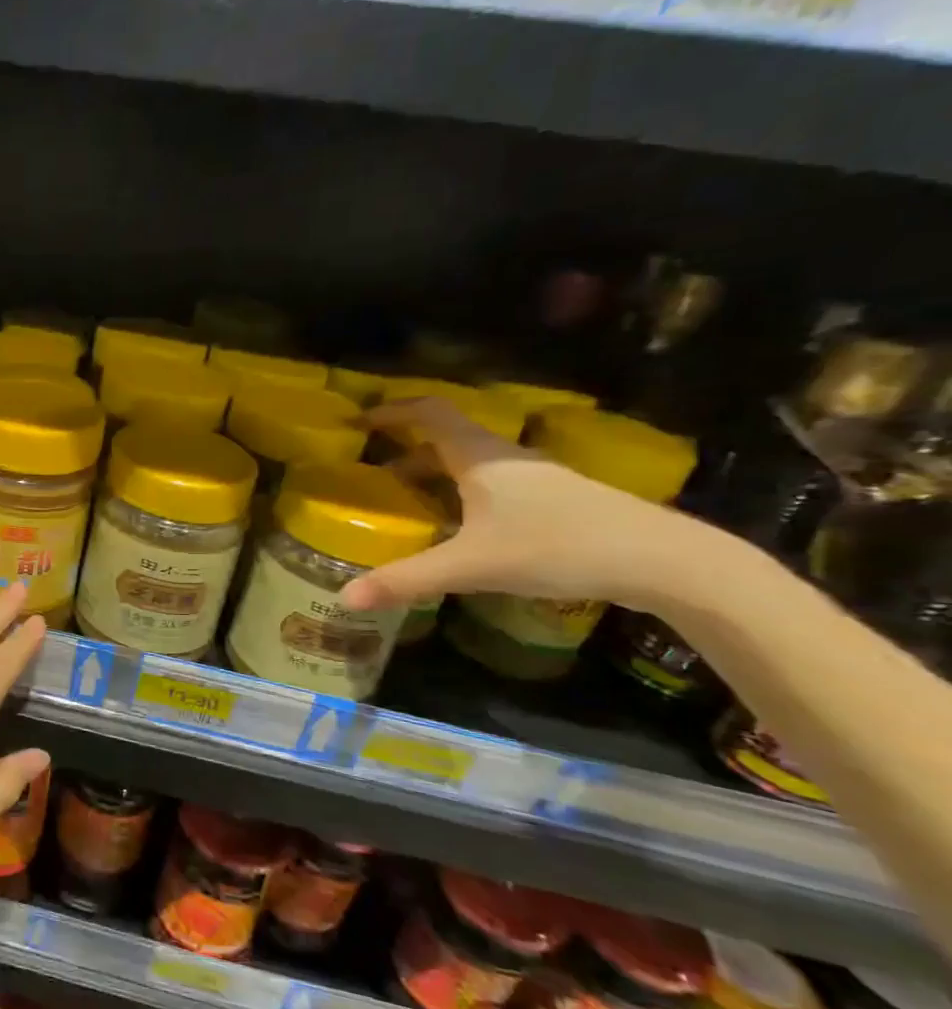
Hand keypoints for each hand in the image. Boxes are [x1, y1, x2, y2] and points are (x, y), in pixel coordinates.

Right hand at [340, 399, 696, 614]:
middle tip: (372, 472)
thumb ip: (407, 580)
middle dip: (406, 450)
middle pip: (447, 438)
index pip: (429, 413)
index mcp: (479, 457)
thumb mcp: (471, 566)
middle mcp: (505, 457)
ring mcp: (536, 478)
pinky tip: (462, 528)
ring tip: (409, 501)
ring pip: (472, 463)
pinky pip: (494, 484)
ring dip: (436, 474)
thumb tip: (344, 597)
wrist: (663, 560)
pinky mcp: (557, 500)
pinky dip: (463, 493)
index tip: (361, 423)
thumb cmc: (556, 547)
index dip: (393, 411)